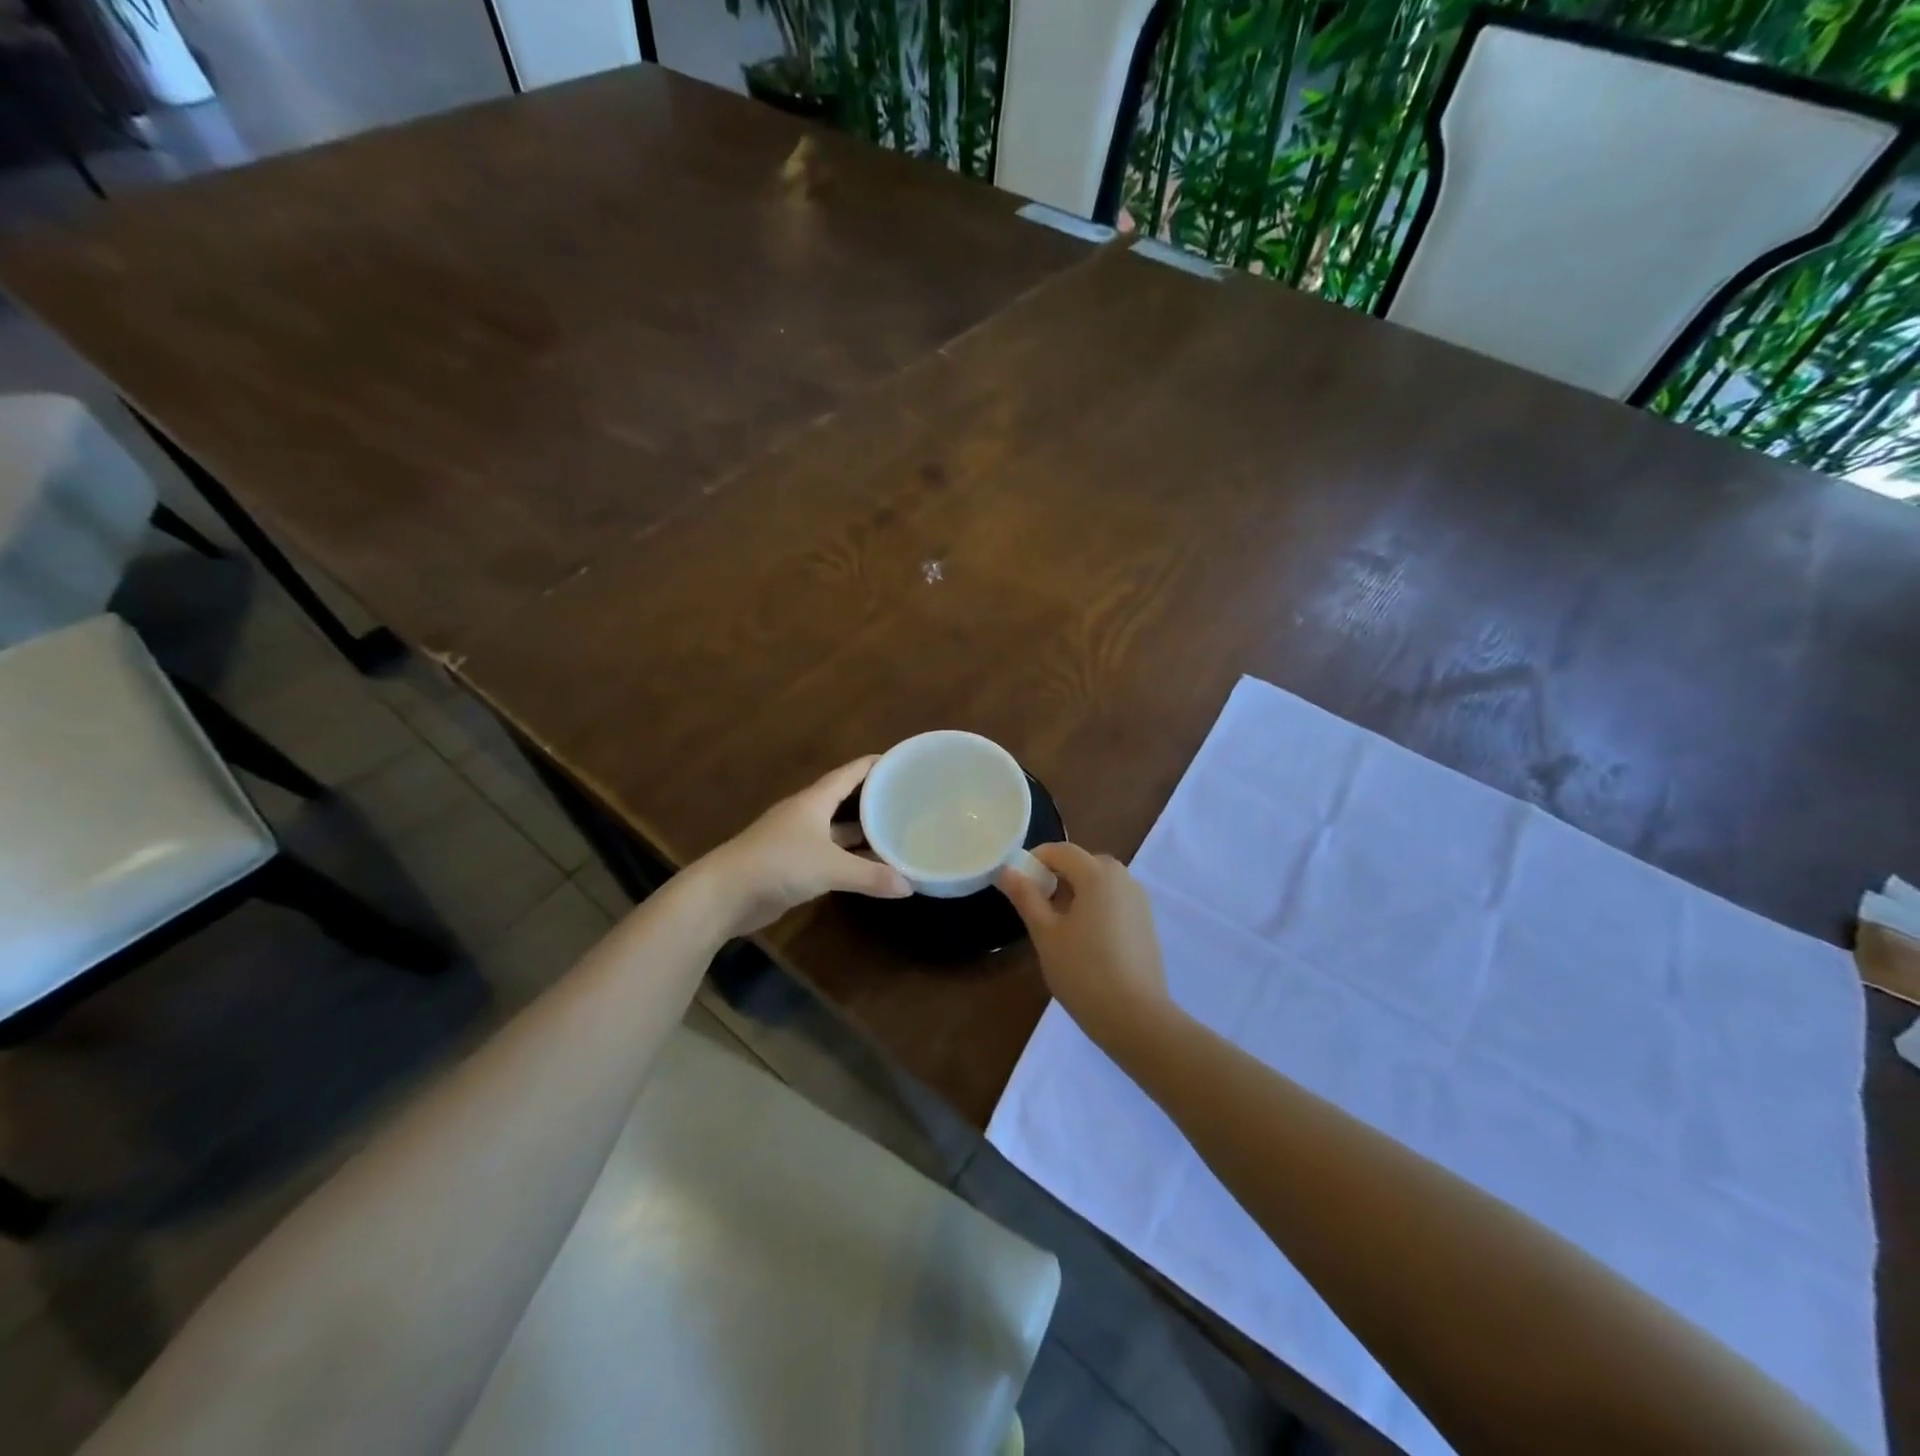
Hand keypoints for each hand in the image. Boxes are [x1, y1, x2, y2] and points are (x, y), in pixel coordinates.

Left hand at [691, 756, 911, 938]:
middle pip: (846, 800)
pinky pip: (830, 855)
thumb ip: (870, 876)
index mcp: (814, 801)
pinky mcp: (792, 865)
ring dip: (864, 833)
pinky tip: (870, 867)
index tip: (903, 762)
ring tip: (897, 833)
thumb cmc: (778, 864)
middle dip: (875, 800)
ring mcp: (798, 840)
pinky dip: (850, 859)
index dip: (875, 765)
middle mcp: (807, 815)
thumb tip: (910, 886)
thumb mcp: (830, 868)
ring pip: (839, 831)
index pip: (850, 773)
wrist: (724, 894)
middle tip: (909, 801)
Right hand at [998, 843, 1171, 1049]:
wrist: (1136, 1017)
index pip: (1060, 850)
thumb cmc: (1083, 971)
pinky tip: (1086, 941)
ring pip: (1100, 883)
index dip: (1035, 860)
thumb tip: (1007, 870)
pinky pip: (1115, 901)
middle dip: (1057, 876)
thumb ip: (1026, 897)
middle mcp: (1123, 878)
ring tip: (1059, 927)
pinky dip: (1096, 907)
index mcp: (1097, 874)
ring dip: (1077, 892)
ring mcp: (1139, 900)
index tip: (1017, 884)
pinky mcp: (1147, 923)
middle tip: (1036, 907)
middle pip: (1083, 863)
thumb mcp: (1045, 934)